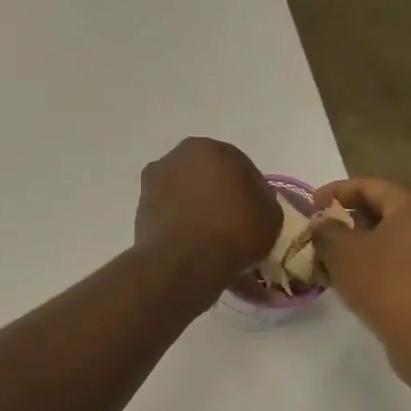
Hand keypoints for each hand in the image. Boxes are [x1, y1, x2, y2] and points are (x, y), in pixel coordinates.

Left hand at [134, 138, 278, 298]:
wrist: (184, 262)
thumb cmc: (232, 231)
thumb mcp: (270, 215)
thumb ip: (263, 199)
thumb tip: (252, 201)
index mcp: (209, 148)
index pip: (239, 166)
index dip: (250, 191)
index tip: (255, 213)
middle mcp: (176, 157)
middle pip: (207, 176)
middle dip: (218, 194)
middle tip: (232, 223)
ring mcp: (153, 183)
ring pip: (185, 194)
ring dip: (196, 208)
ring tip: (209, 236)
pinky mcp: (140, 210)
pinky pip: (170, 214)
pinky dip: (179, 224)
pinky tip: (191, 244)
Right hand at [310, 177, 410, 389]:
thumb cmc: (388, 286)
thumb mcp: (343, 254)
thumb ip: (326, 232)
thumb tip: (323, 224)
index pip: (371, 185)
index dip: (336, 191)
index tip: (310, 205)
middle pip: (389, 211)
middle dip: (352, 221)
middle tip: (324, 236)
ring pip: (401, 240)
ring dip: (368, 247)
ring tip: (338, 264)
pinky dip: (387, 266)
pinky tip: (365, 286)